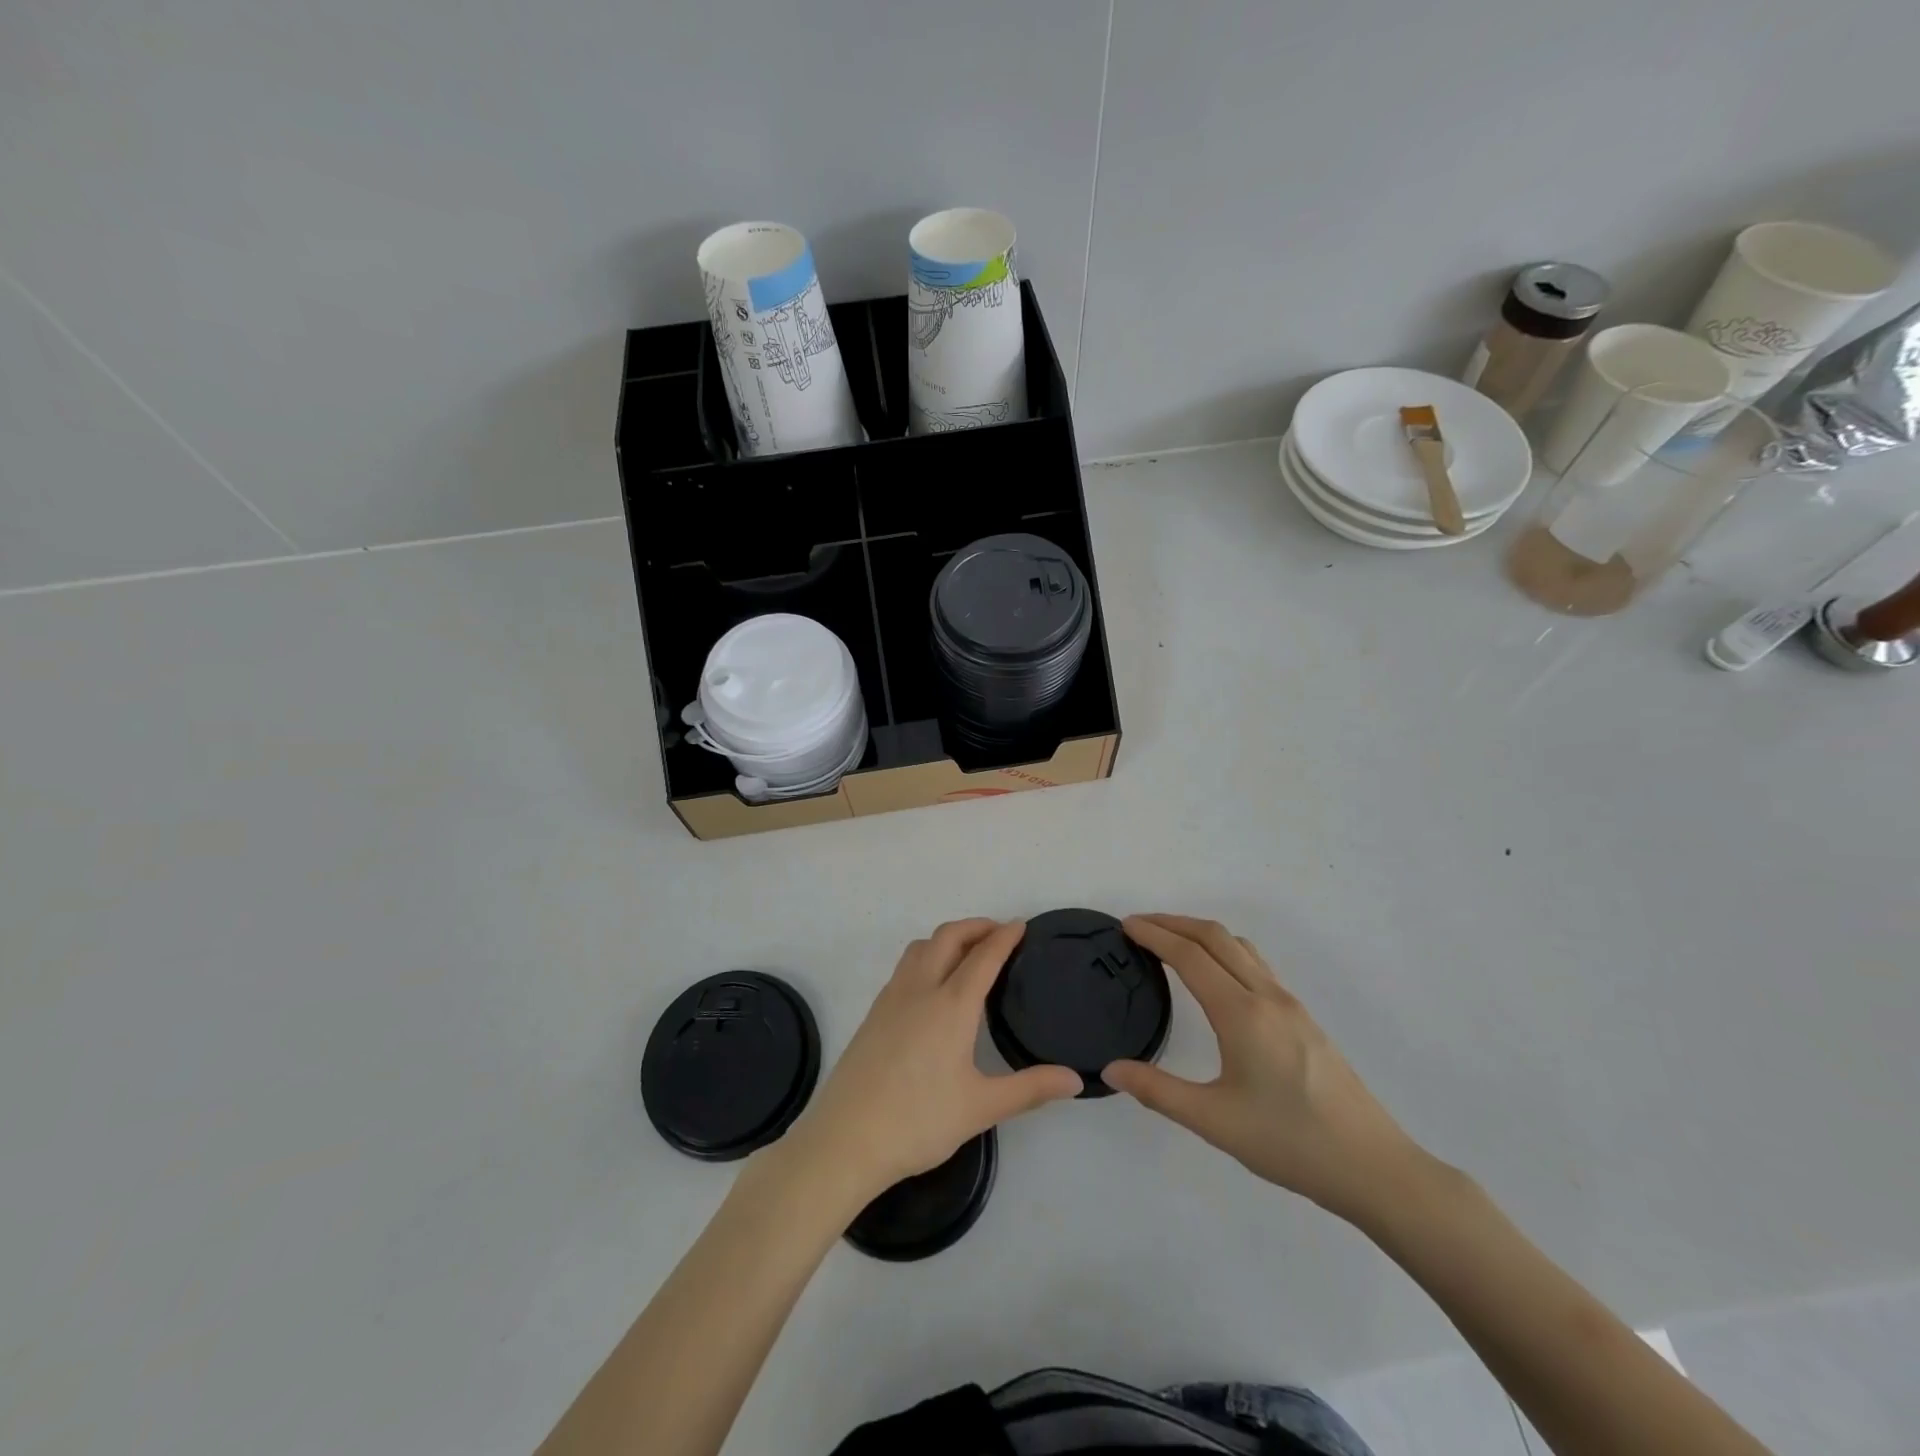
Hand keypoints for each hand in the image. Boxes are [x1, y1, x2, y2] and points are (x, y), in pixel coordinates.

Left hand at [783, 920, 1081, 1203]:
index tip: (1021, 925)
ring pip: (921, 947)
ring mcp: (892, 998)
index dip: (1004, 937)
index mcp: (951, 1005)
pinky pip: (905, 966)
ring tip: (967, 953)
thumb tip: (1076, 1079)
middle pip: (948, 937)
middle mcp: (921, 989)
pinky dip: (927, 956)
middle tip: (999, 933)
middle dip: (975, 926)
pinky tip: (933, 986)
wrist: (846, 1138)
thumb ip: (1030, 1089)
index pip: (983, 956)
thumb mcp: (981, 1107)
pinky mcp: (874, 1013)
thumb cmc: (919, 1121)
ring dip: (948, 938)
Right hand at [1103, 914, 1422, 1224]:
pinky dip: (1225, 951)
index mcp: (1242, 1013)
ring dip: (1201, 933)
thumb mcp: (1214, 1121)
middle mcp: (1266, 996)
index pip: (1190, 956)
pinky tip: (1217, 977)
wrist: (1374, 1167)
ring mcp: (1290, 1004)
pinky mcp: (1303, 1018)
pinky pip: (1256, 964)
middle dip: (1174, 923)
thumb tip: (1112, 1069)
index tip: (1125, 926)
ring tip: (1172, 943)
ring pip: (1240, 947)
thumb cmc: (1290, 1143)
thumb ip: (1158, 1091)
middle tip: (1139, 926)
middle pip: (1216, 937)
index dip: (1155, 935)